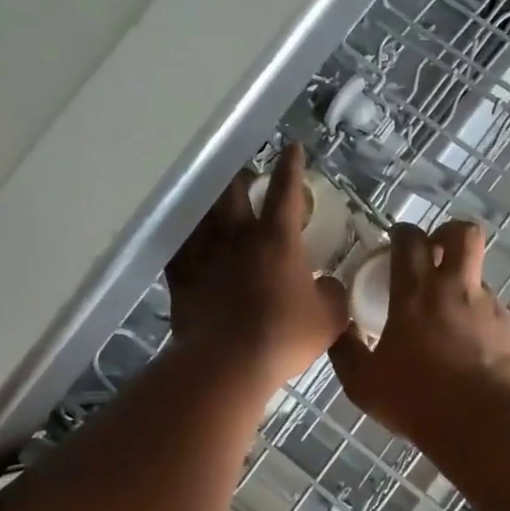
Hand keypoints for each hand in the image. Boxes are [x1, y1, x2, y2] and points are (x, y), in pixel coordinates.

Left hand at [164, 143, 349, 384]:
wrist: (228, 363)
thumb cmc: (284, 336)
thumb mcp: (329, 318)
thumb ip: (332, 294)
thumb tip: (328, 285)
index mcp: (277, 239)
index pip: (286, 190)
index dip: (291, 166)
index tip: (292, 147)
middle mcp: (237, 236)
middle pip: (233, 190)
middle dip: (241, 175)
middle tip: (245, 173)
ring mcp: (205, 254)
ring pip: (202, 212)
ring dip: (208, 199)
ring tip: (211, 195)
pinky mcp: (181, 276)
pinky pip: (177, 246)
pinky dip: (180, 236)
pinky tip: (180, 234)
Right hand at [328, 220, 509, 441]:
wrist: (485, 429)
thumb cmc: (417, 401)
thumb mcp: (363, 383)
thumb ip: (346, 351)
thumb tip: (339, 329)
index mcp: (416, 293)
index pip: (410, 239)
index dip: (402, 233)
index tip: (395, 244)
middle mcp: (456, 289)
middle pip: (462, 233)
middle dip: (447, 234)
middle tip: (434, 255)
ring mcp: (491, 308)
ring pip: (479, 277)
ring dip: (463, 288)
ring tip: (449, 323)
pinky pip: (495, 315)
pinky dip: (481, 324)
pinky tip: (472, 353)